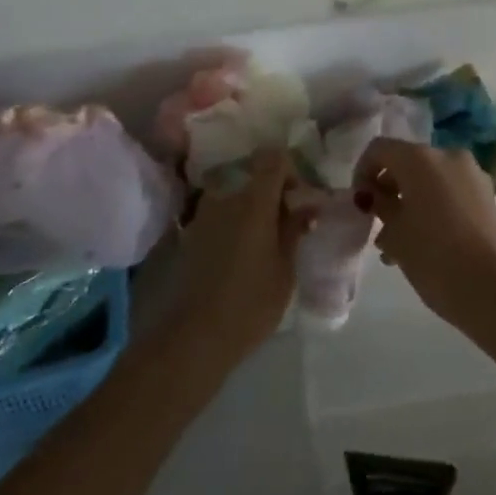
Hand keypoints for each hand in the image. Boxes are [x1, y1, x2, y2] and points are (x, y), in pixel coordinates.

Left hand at [154, 150, 310, 378]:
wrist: (194, 336)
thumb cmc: (251, 303)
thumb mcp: (285, 269)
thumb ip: (294, 230)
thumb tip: (306, 205)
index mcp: (254, 201)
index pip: (273, 158)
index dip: (289, 170)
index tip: (298, 197)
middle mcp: (226, 197)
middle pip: (253, 176)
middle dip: (271, 193)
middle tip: (285, 224)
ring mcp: (203, 214)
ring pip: (234, 196)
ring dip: (250, 210)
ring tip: (262, 243)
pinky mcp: (189, 233)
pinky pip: (218, 215)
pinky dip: (232, 224)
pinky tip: (239, 255)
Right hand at [353, 139, 495, 328]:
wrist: (492, 287)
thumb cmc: (433, 256)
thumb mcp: (394, 233)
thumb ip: (380, 206)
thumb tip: (376, 196)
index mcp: (419, 158)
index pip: (379, 149)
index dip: (362, 172)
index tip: (360, 204)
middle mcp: (447, 155)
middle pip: (407, 162)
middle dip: (389, 189)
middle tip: (378, 223)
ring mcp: (472, 174)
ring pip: (430, 179)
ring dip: (411, 201)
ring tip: (400, 243)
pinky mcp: (488, 196)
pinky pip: (451, 192)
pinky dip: (434, 207)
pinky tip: (426, 242)